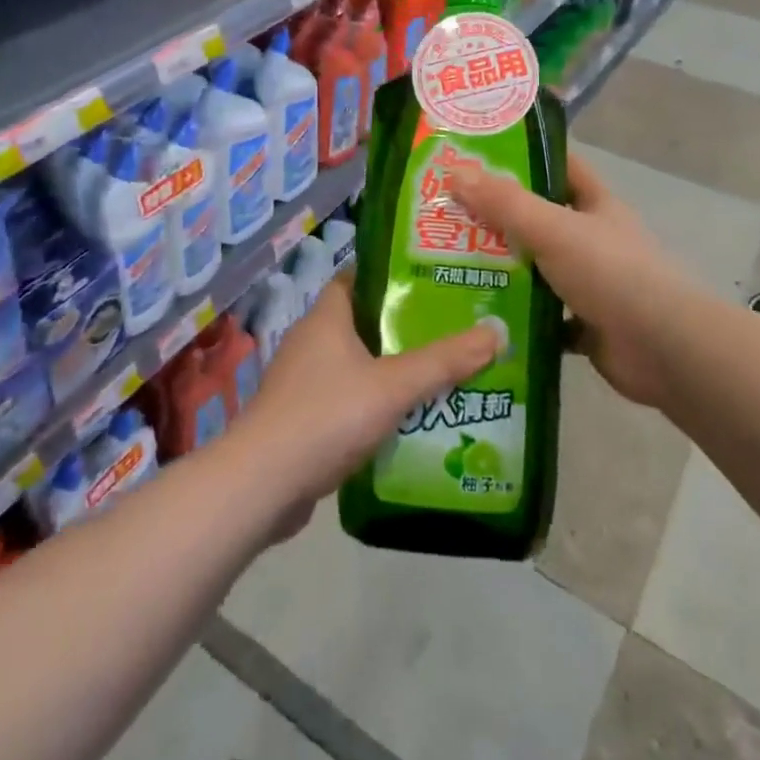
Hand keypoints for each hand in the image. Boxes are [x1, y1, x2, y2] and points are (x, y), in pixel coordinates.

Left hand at [234, 280, 497, 525]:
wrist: (263, 485)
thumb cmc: (326, 416)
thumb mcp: (393, 385)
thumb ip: (444, 361)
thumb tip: (496, 332)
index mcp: (326, 318)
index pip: (356, 278)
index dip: (389, 275)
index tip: (430, 280)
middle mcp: (311, 342)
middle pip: (362, 322)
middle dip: (402, 327)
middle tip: (449, 329)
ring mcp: (302, 383)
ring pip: (356, 365)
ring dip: (390, 370)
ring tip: (438, 374)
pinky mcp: (301, 420)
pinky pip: (346, 400)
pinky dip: (373, 405)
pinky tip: (406, 420)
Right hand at [450, 152, 693, 409]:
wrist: (664, 349)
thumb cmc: (611, 273)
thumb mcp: (553, 228)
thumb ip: (505, 203)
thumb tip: (455, 172)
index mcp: (595, 205)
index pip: (559, 166)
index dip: (524, 156)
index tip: (478, 154)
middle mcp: (593, 240)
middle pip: (540, 219)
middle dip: (497, 218)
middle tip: (445, 215)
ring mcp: (590, 284)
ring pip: (537, 269)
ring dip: (502, 269)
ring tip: (448, 265)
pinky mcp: (584, 325)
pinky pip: (541, 316)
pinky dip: (516, 317)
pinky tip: (478, 316)